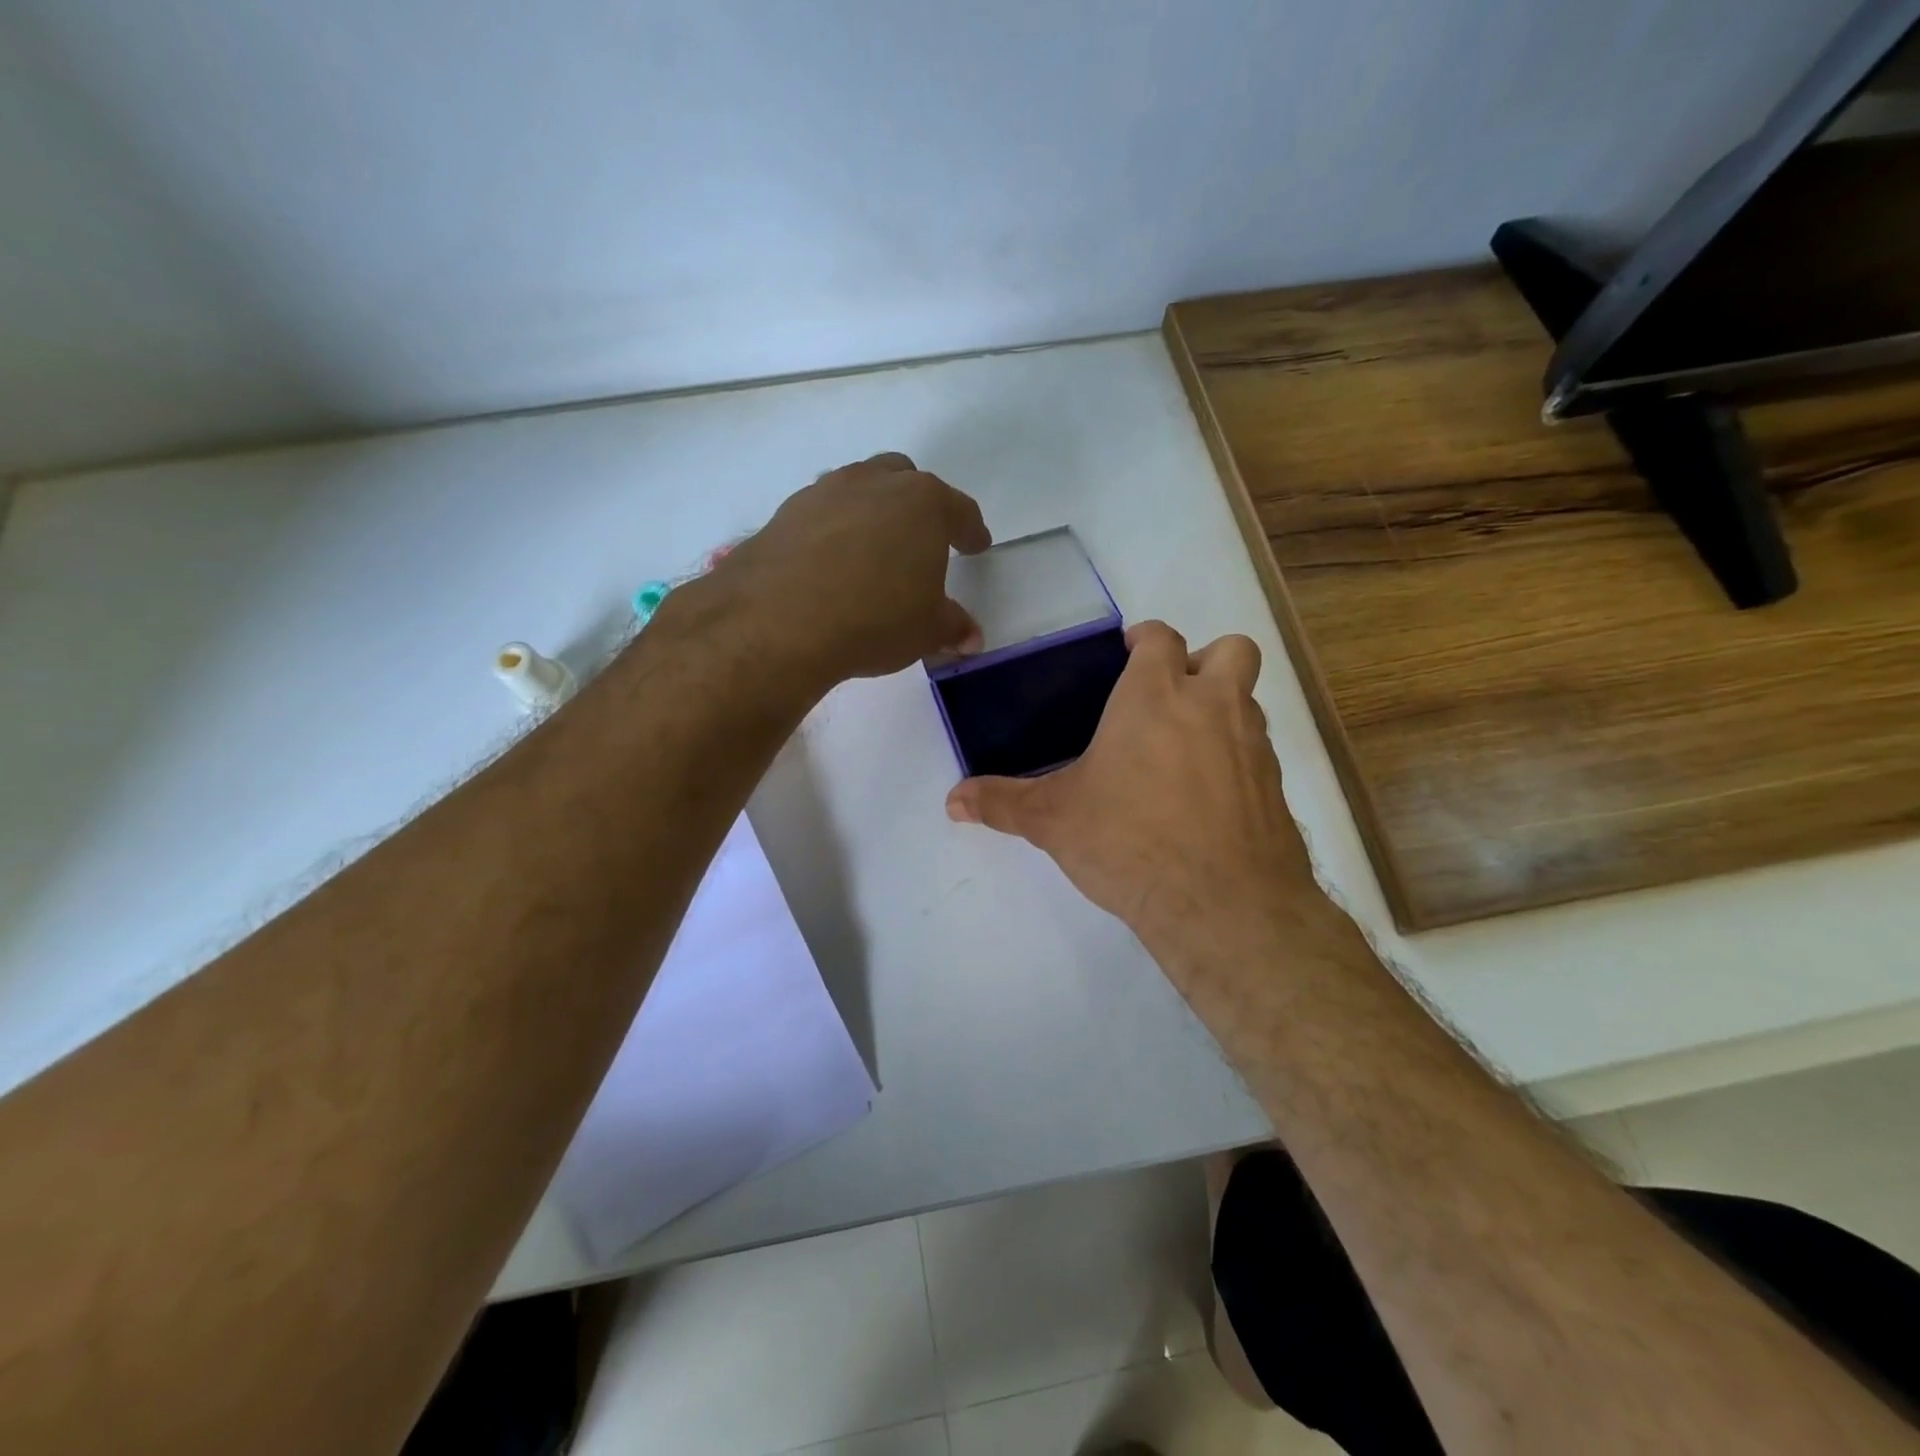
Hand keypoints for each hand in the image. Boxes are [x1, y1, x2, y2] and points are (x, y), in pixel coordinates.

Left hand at [704, 453, 991, 691]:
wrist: (778, 620)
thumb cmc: (875, 618)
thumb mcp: (927, 631)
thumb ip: (952, 627)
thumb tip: (971, 637)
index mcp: (923, 504)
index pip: (959, 511)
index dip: (971, 531)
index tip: (976, 545)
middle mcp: (874, 484)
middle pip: (905, 480)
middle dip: (918, 506)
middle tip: (921, 539)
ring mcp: (825, 492)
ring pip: (859, 489)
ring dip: (871, 512)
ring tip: (872, 550)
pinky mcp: (785, 513)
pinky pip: (821, 514)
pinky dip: (832, 531)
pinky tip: (830, 564)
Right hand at [945, 622, 1332, 970]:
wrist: (1221, 904)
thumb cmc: (1128, 841)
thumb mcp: (1053, 820)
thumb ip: (1002, 803)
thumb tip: (952, 800)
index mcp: (1155, 696)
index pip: (1161, 638)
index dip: (1146, 640)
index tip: (1128, 657)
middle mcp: (1213, 706)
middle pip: (1230, 650)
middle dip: (1204, 660)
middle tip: (1169, 696)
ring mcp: (1253, 745)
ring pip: (1248, 701)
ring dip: (1221, 710)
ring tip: (1181, 752)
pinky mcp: (1275, 788)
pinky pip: (1258, 752)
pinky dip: (1235, 759)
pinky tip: (1205, 799)